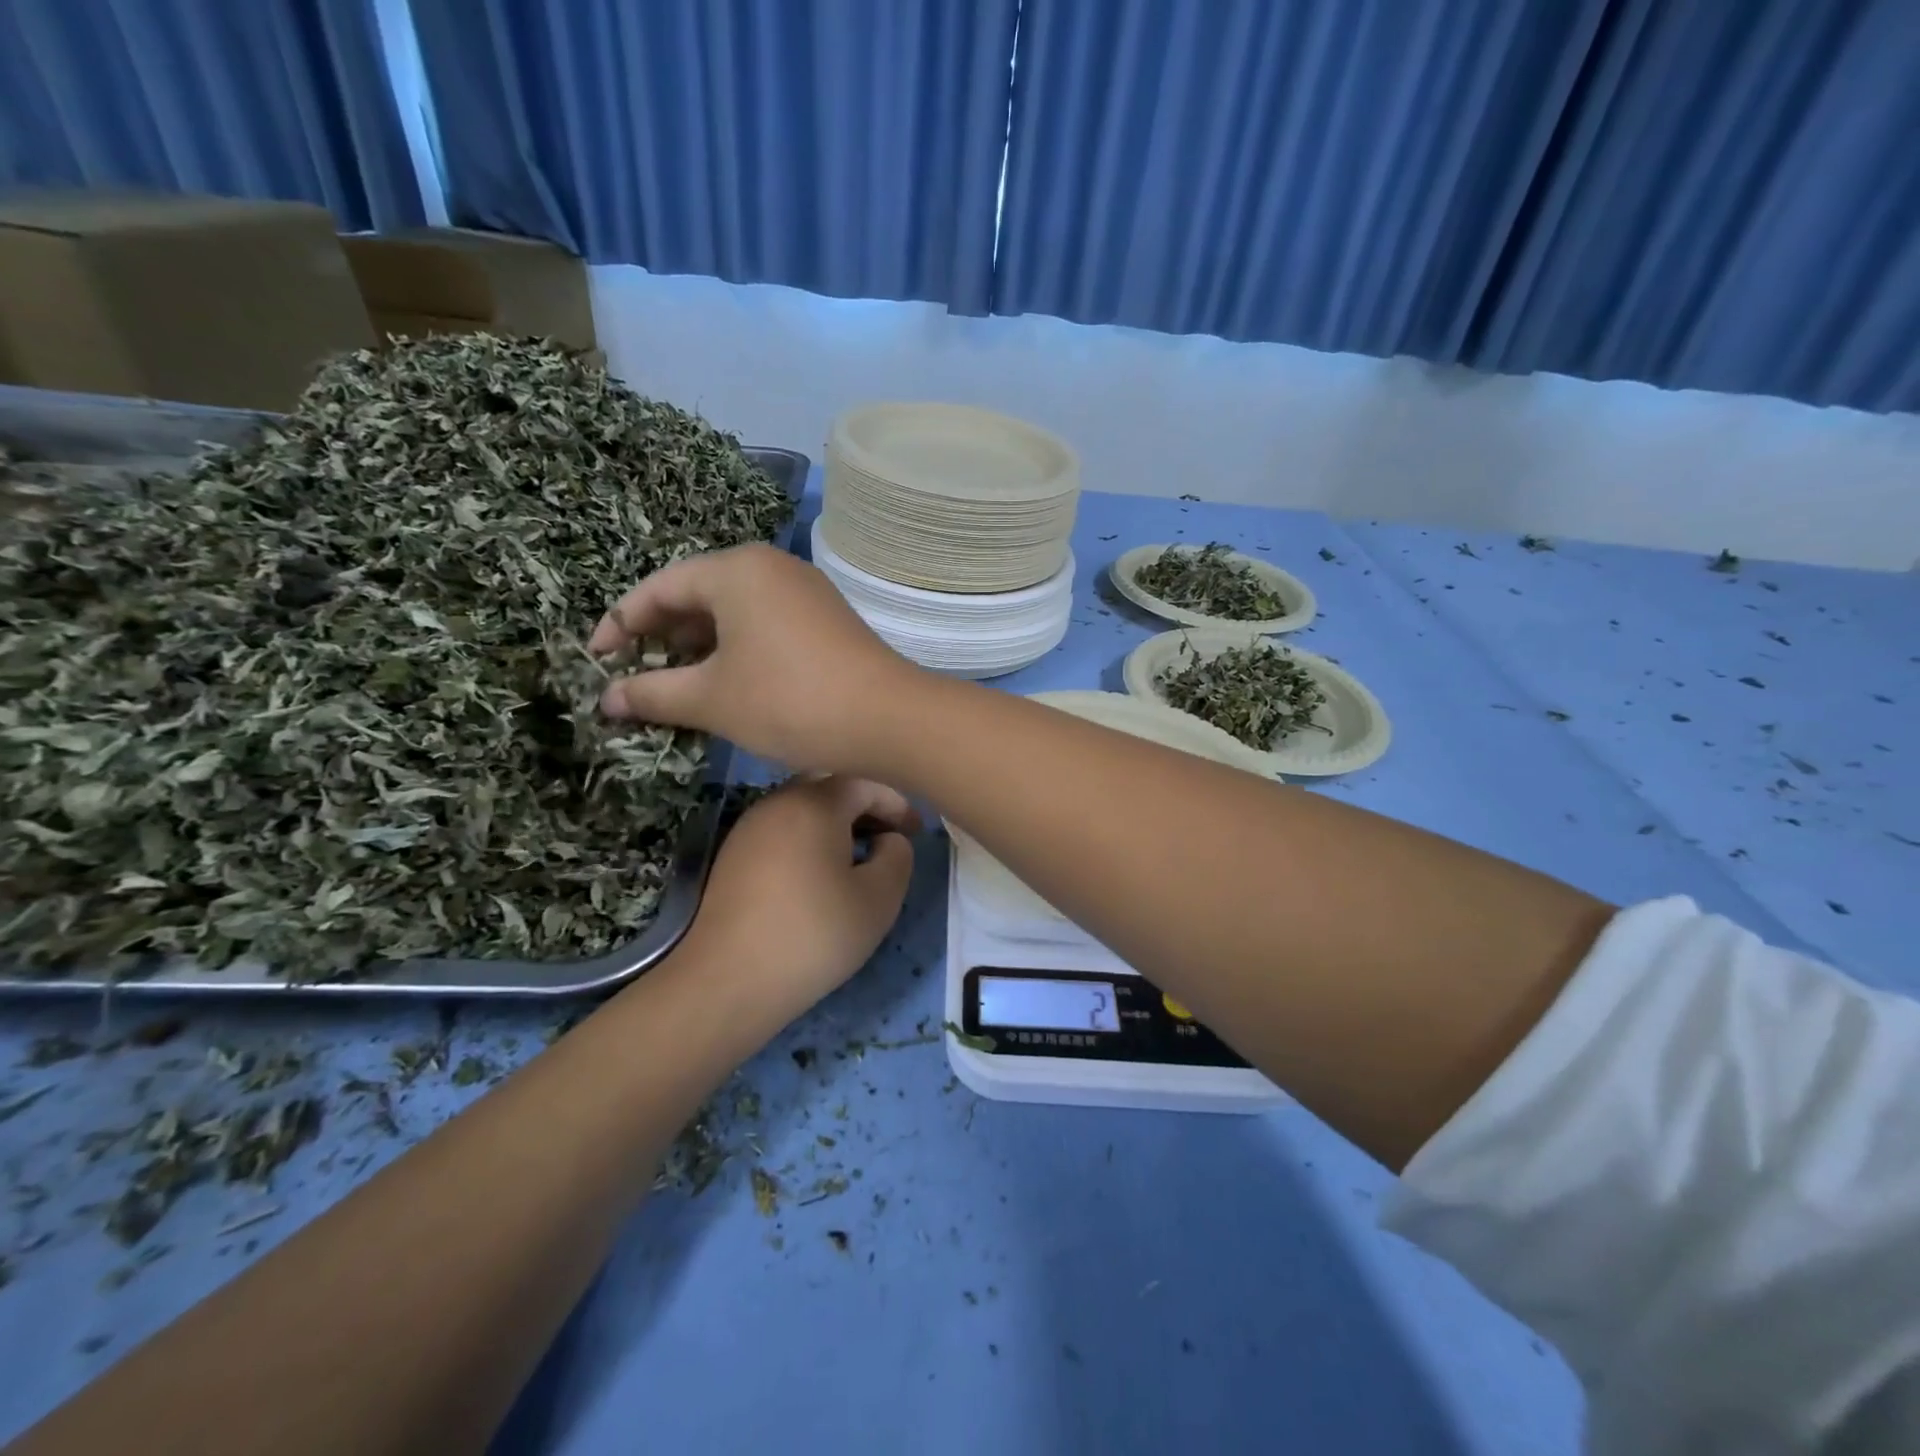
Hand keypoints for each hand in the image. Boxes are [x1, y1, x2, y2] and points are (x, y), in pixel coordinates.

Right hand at [589, 544, 918, 775]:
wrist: (888, 719)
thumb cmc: (790, 701)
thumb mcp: (712, 699)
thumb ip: (652, 692)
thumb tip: (607, 699)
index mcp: (736, 570)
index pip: (660, 587)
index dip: (620, 624)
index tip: (596, 662)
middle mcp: (771, 568)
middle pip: (697, 594)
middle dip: (661, 636)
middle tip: (635, 676)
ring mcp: (804, 592)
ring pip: (733, 612)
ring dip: (699, 647)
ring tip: (674, 686)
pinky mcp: (825, 619)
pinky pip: (763, 625)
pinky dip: (735, 650)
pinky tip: (725, 684)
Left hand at [678, 776, 917, 1013]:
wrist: (729, 981)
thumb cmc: (814, 935)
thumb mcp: (879, 899)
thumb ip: (898, 857)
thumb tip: (889, 840)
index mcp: (814, 804)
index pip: (864, 783)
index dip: (896, 804)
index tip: (916, 832)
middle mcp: (777, 803)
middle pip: (829, 788)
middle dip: (864, 807)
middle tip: (888, 838)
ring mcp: (748, 828)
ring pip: (802, 809)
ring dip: (835, 824)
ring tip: (858, 858)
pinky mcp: (732, 857)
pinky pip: (781, 831)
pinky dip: (808, 840)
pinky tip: (819, 876)